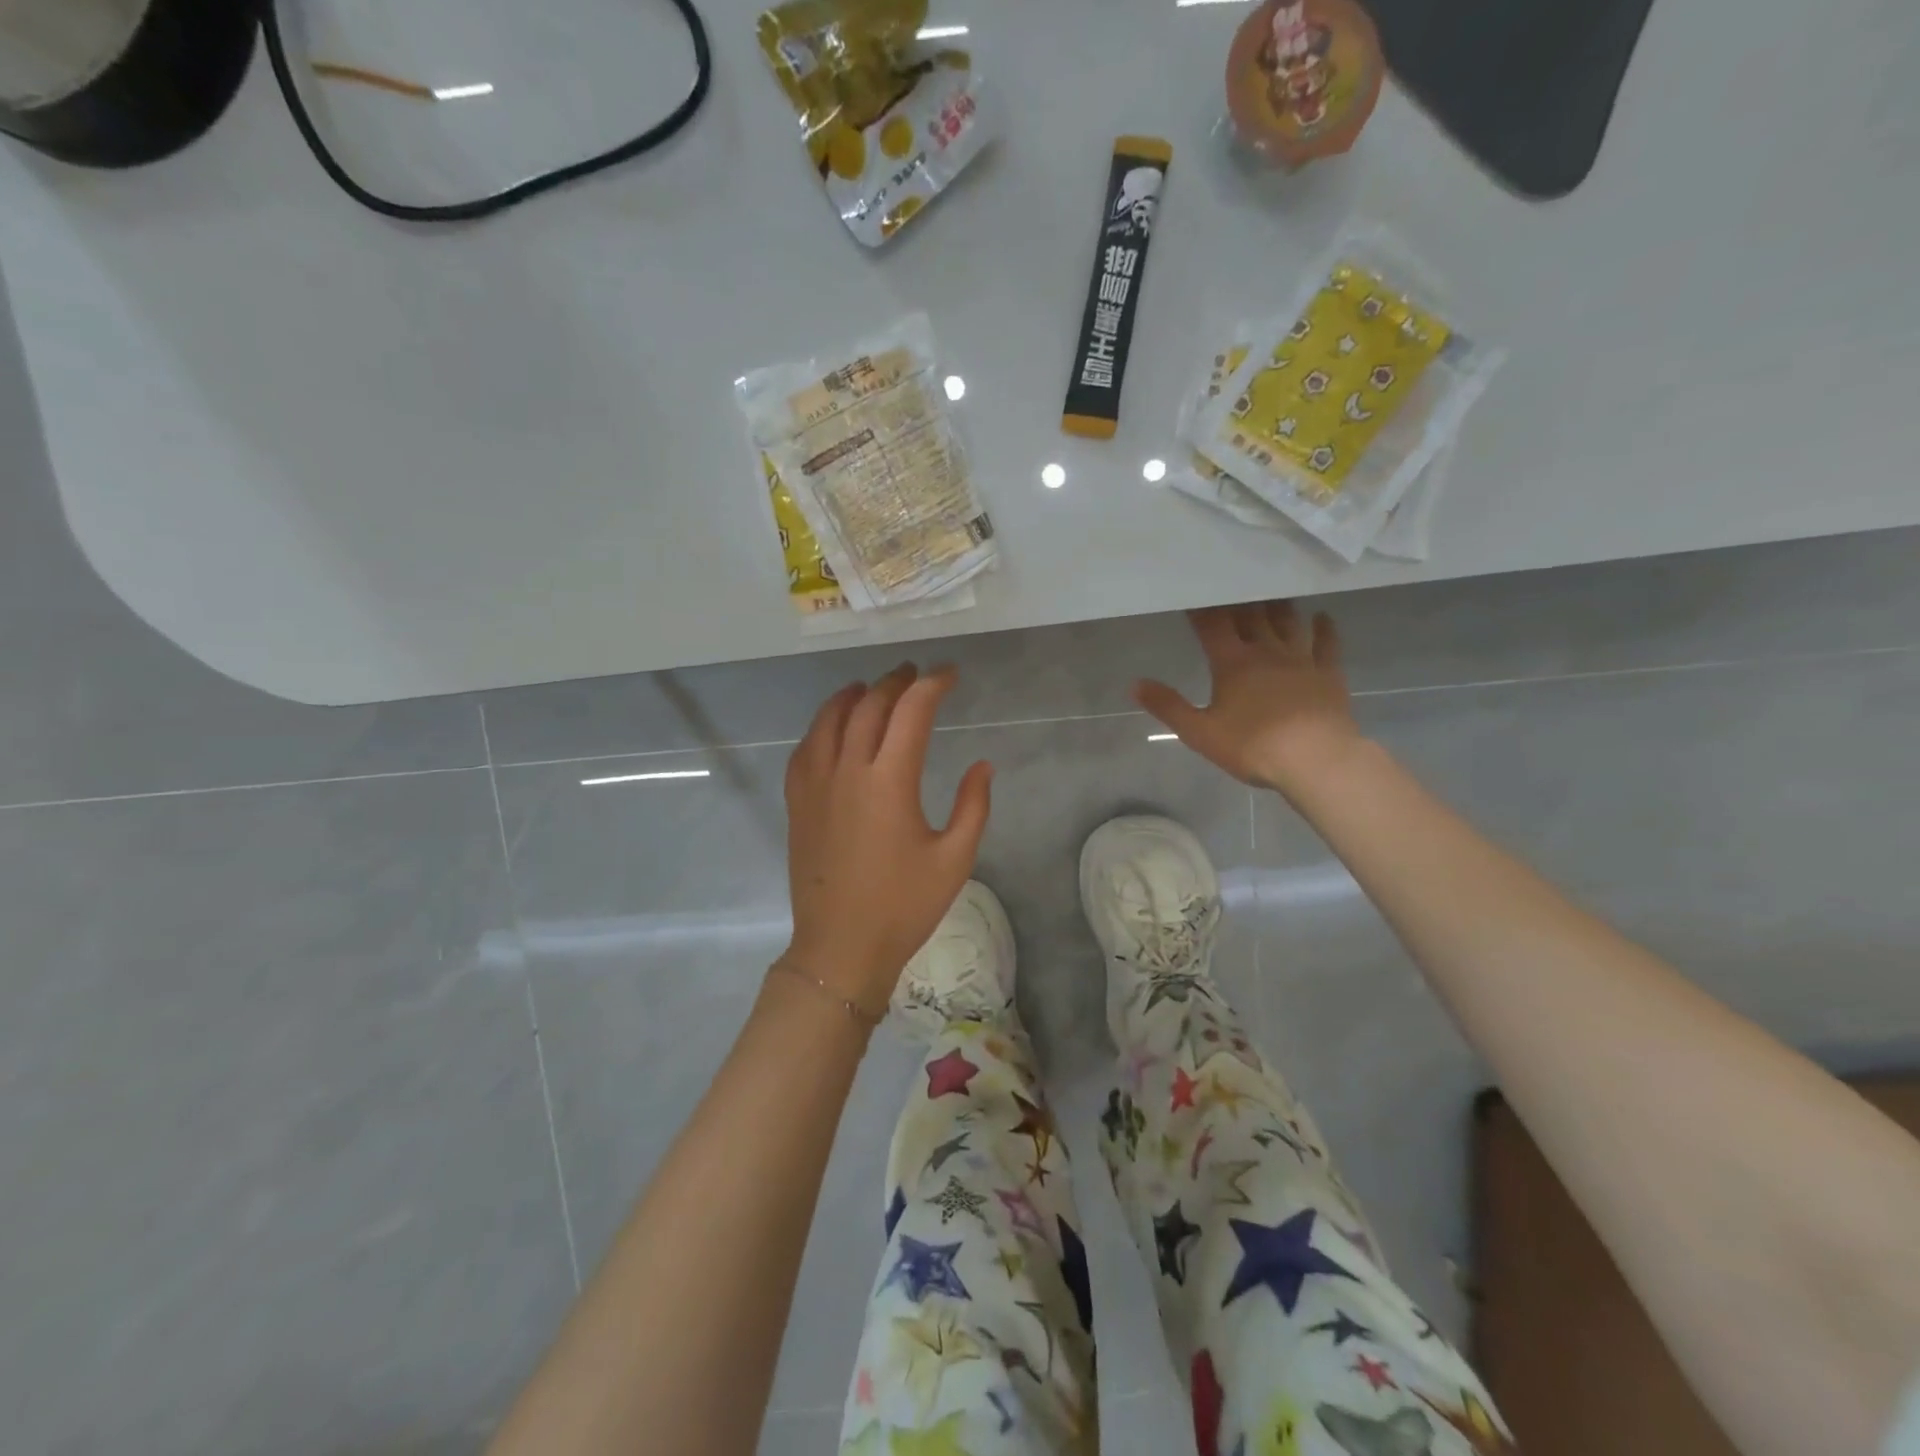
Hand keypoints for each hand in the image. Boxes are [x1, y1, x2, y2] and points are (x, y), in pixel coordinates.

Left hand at [781, 664, 992, 1016]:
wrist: (841, 947)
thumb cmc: (903, 906)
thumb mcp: (954, 859)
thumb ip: (973, 806)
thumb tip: (982, 765)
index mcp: (890, 781)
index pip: (912, 712)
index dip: (932, 685)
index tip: (950, 675)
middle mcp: (848, 771)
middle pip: (869, 706)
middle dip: (895, 682)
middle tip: (915, 675)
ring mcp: (816, 785)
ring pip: (829, 720)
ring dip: (853, 695)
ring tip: (871, 687)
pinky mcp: (797, 803)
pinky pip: (805, 748)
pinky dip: (821, 725)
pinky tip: (831, 727)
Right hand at [1135, 601, 1361, 794]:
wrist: (1316, 760)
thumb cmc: (1253, 746)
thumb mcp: (1199, 732)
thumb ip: (1168, 706)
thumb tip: (1135, 684)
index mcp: (1232, 663)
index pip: (1212, 625)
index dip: (1200, 609)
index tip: (1192, 594)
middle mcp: (1266, 651)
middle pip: (1251, 616)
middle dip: (1238, 601)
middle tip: (1232, 586)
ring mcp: (1301, 659)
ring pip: (1288, 622)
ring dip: (1277, 607)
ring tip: (1270, 594)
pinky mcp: (1328, 674)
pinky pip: (1327, 643)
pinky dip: (1325, 628)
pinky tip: (1322, 617)